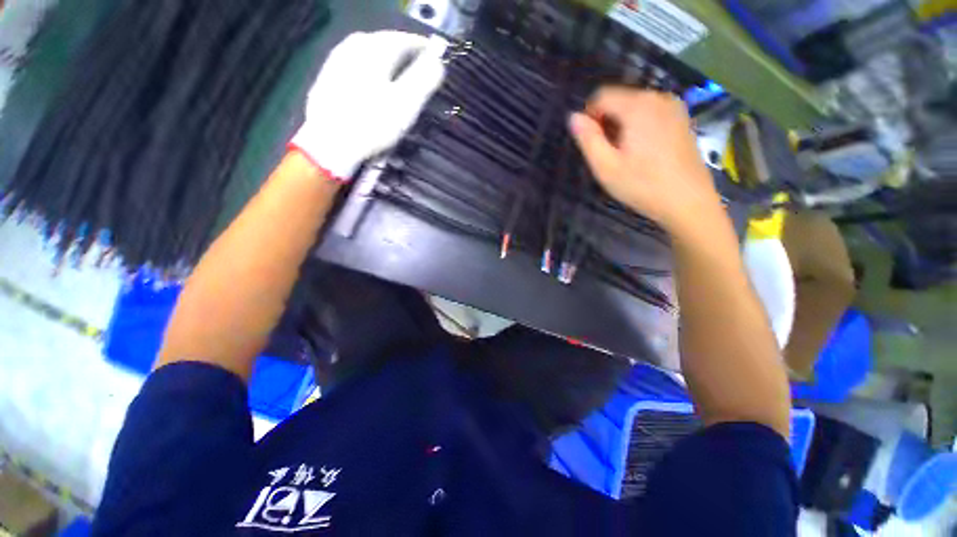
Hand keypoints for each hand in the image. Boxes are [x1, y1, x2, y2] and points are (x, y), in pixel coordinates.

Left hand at [291, 31, 446, 179]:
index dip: (425, 50)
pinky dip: (372, 77)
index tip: (438, 62)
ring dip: (389, 68)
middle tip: (420, 76)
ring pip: (372, 58)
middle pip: (388, 46)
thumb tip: (438, 61)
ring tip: (400, 84)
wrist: (329, 143)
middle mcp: (354, 45)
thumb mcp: (406, 102)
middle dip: (406, 59)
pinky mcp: (329, 77)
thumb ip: (424, 78)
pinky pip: (358, 70)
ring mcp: (338, 60)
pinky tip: (375, 93)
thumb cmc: (372, 123)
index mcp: (375, 47)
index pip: (407, 40)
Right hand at [569, 88, 724, 235]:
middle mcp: (658, 97)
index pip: (601, 96)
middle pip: (619, 99)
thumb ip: (588, 139)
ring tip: (625, 155)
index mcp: (638, 106)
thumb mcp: (606, 167)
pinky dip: (638, 127)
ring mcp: (674, 107)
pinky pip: (650, 113)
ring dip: (622, 126)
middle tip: (609, 154)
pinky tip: (642, 152)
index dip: (589, 117)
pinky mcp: (682, 118)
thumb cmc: (642, 185)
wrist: (688, 201)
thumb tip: (573, 117)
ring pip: (634, 107)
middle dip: (607, 122)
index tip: (592, 144)